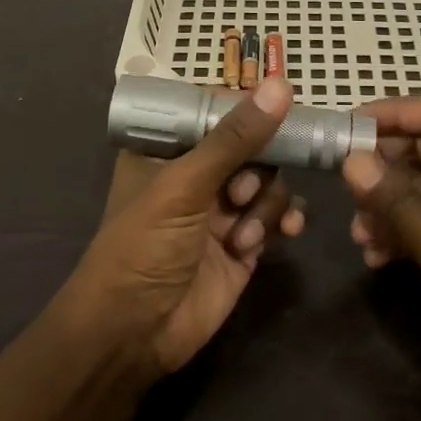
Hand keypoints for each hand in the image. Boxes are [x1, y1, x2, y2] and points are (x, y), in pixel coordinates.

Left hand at [57, 76, 306, 378]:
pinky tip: (286, 232)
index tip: (281, 104)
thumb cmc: (143, 247)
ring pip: (269, 180)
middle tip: (239, 194)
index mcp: (168, 149)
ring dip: (266, 203)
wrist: (134, 334)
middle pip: (251, 145)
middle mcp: (196, 173)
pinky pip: (279, 215)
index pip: (214, 110)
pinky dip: (285, 220)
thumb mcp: (184, 186)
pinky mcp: (245, 242)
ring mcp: (222, 208)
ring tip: (243, 234)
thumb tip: (280, 86)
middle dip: (257, 167)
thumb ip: (234, 139)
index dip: (246, 107)